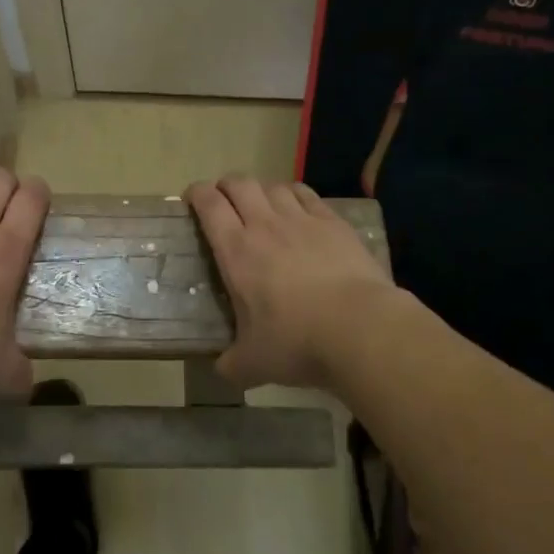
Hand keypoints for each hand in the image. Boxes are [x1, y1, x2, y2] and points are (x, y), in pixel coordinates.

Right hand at [186, 176, 398, 388]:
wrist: (361, 329)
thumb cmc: (298, 342)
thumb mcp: (254, 363)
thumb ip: (233, 364)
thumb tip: (222, 370)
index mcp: (237, 251)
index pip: (209, 204)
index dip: (196, 193)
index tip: (192, 199)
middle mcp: (265, 225)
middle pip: (239, 184)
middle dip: (226, 186)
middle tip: (224, 201)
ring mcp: (301, 220)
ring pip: (273, 186)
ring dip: (261, 190)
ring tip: (261, 204)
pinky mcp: (333, 223)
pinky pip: (306, 194)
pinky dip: (293, 194)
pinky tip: (296, 206)